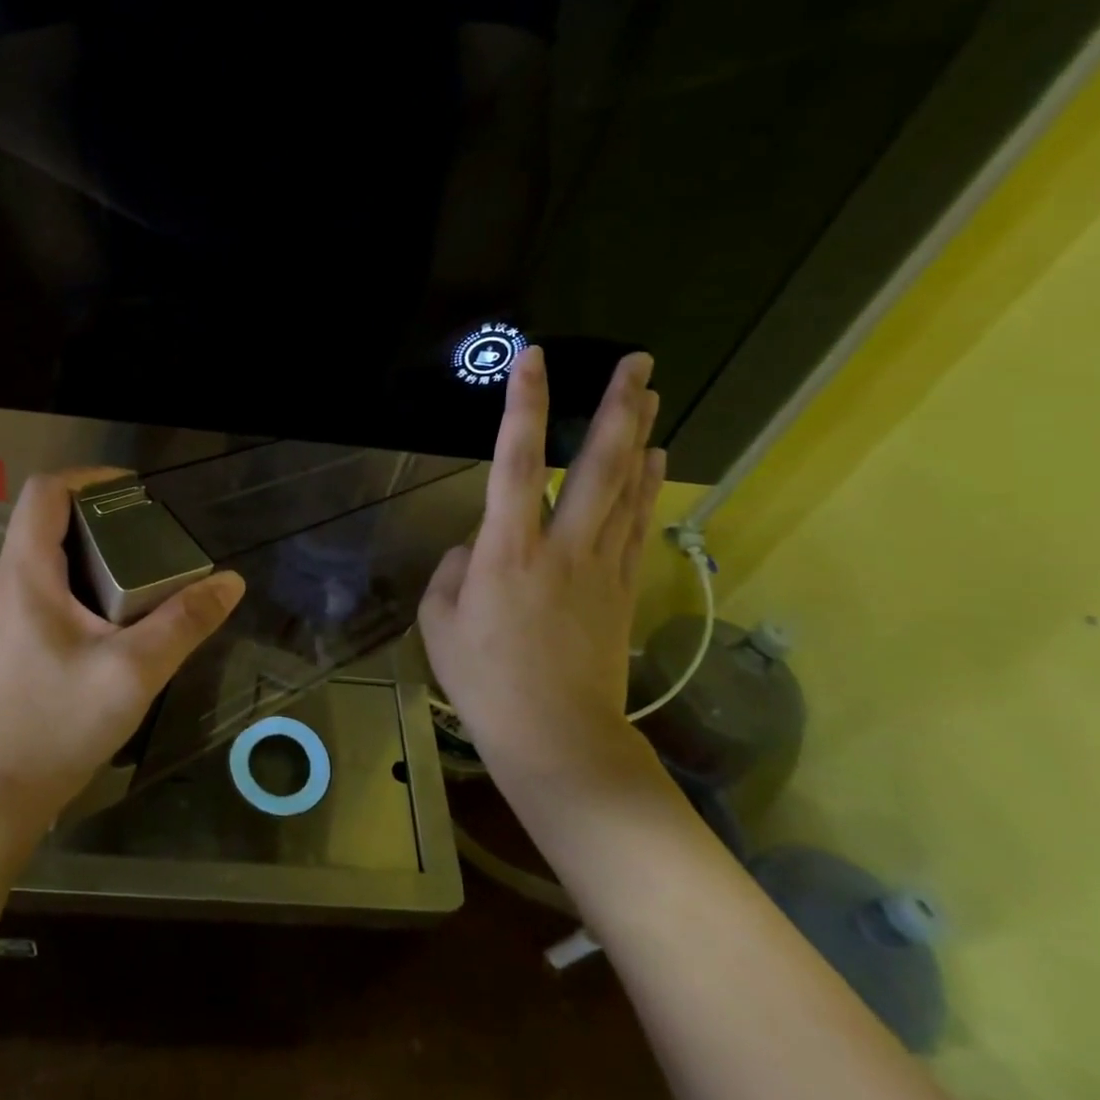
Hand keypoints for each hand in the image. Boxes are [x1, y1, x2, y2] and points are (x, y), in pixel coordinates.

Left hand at [0, 469, 245, 827]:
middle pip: (50, 515)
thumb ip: (184, 622)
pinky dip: (90, 571)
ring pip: (52, 547)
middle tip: (154, 528)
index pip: (45, 491)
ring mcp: (13, 606)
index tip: (138, 491)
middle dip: (103, 510)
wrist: (7, 789)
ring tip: (149, 558)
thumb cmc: (62, 722)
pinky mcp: (22, 630)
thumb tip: (230, 582)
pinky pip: (54, 578)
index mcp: (27, 573)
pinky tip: (126, 602)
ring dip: (98, 542)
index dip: (90, 477)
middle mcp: (12, 579)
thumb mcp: (134, 670)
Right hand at [419, 347, 665, 798]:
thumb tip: (476, 547)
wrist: (557, 738)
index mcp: (506, 552)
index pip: (515, 462)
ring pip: (626, 489)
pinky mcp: (623, 590)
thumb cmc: (485, 683)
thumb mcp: (439, 623)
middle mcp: (560, 547)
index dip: (523, 407)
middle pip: (597, 466)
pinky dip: (650, 488)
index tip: (533, 361)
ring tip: (651, 393)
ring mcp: (600, 567)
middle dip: (616, 409)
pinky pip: (637, 526)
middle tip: (638, 363)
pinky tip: (659, 462)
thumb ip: (453, 572)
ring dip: (640, 436)